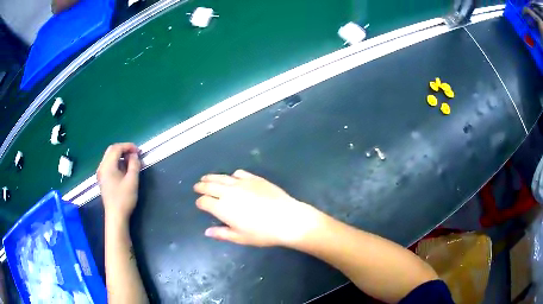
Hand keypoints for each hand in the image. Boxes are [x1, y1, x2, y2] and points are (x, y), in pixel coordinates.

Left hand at [97, 143, 140, 222]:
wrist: (115, 216)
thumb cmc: (124, 199)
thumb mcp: (132, 181)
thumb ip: (134, 165)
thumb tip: (134, 155)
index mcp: (107, 165)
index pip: (117, 148)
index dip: (128, 146)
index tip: (138, 151)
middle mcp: (102, 167)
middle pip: (111, 150)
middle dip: (124, 149)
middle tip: (135, 155)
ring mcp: (101, 173)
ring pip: (110, 157)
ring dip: (120, 156)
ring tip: (131, 162)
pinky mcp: (102, 179)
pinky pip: (109, 164)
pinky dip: (117, 162)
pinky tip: (124, 169)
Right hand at [194, 170, 324, 246]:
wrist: (287, 219)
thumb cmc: (263, 233)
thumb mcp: (240, 238)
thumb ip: (222, 233)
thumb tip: (207, 232)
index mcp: (222, 208)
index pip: (204, 201)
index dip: (200, 202)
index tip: (199, 203)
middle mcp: (229, 192)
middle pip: (210, 186)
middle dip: (201, 186)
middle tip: (197, 186)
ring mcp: (242, 183)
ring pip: (222, 177)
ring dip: (212, 177)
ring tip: (207, 178)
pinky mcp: (254, 178)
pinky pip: (239, 173)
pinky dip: (231, 175)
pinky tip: (232, 178)